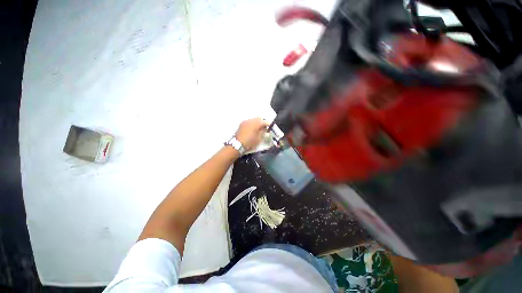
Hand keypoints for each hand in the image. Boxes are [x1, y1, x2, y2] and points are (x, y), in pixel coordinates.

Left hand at [235, 118, 268, 150]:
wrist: (237, 144)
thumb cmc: (250, 142)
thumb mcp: (259, 138)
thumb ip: (263, 132)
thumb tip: (265, 129)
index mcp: (256, 123)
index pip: (264, 121)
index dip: (268, 124)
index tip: (269, 127)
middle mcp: (251, 120)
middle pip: (259, 118)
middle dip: (262, 122)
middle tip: (264, 128)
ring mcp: (245, 121)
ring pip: (253, 119)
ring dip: (257, 123)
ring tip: (258, 129)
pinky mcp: (241, 124)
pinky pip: (249, 121)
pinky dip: (252, 124)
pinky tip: (252, 129)